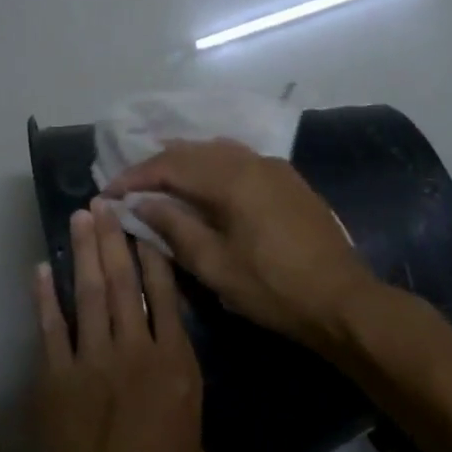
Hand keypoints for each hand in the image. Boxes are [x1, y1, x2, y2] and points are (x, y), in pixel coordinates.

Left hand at [34, 201, 249, 451]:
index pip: (166, 297)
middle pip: (124, 282)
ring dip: (84, 252)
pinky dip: (45, 297)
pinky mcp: (56, 378)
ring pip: (90, 293)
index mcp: (176, 365)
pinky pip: (52, 328)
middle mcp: (136, 350)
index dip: (155, 257)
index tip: (146, 224)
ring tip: (80, 216)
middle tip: (104, 202)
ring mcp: (92, 360)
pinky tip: (42, 269)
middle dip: (115, 238)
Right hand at [104, 139, 377, 350]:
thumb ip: (175, 227)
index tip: (108, 192)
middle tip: (129, 184)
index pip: (171, 165)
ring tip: (159, 179)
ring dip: (185, 162)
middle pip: (194, 151)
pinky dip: (212, 167)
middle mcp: (254, 161)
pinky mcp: (289, 182)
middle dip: (157, 165)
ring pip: (219, 152)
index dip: (135, 176)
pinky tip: (204, 184)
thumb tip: (140, 202)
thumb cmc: (273, 288)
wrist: (342, 300)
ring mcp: (276, 168)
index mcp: (233, 179)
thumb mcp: (215, 265)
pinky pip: (240, 161)